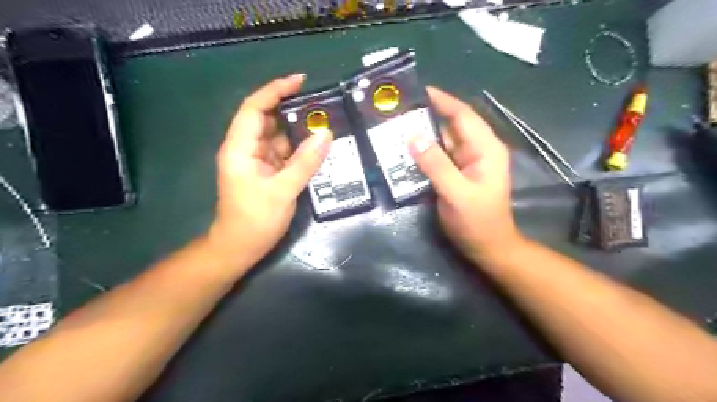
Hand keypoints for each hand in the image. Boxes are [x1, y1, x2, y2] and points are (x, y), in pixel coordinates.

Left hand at [205, 74, 331, 265]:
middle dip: (291, 109)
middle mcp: (246, 148)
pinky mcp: (265, 170)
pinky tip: (315, 147)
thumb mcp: (284, 190)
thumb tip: (326, 134)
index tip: (300, 80)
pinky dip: (298, 148)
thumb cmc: (255, 220)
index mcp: (240, 148)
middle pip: (267, 119)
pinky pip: (282, 152)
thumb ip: (306, 161)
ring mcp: (256, 160)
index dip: (275, 90)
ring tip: (323, 124)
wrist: (240, 247)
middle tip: (320, 105)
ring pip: (277, 136)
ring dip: (297, 130)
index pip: (255, 108)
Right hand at [412, 86, 525, 261]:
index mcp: (485, 148)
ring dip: (423, 134)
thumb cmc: (477, 222)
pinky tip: (406, 150)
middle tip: (400, 110)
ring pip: (444, 140)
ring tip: (397, 126)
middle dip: (428, 116)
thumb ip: (436, 165)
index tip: (419, 90)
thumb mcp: (456, 194)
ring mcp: (467, 162)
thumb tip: (413, 137)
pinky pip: (439, 155)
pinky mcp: (458, 173)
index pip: (463, 115)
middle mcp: (478, 150)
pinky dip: (424, 151)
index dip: (442, 101)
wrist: (487, 247)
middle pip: (452, 125)